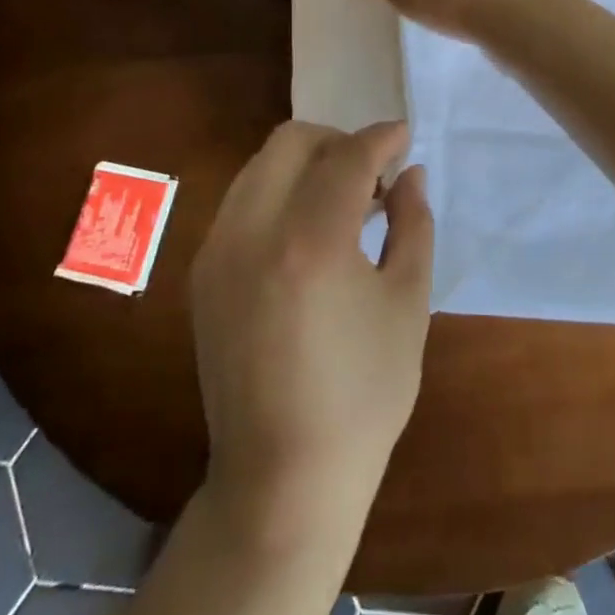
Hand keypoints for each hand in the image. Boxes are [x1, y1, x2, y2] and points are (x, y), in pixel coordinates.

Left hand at [190, 121, 433, 546]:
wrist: (281, 479)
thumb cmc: (362, 397)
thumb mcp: (407, 305)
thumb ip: (413, 224)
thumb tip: (410, 173)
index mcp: (310, 243)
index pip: (347, 157)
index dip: (380, 138)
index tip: (403, 135)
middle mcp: (252, 232)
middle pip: (291, 141)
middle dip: (337, 141)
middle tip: (372, 174)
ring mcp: (217, 250)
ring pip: (261, 165)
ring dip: (306, 164)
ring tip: (343, 202)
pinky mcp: (202, 272)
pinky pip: (242, 201)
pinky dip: (278, 193)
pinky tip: (306, 233)